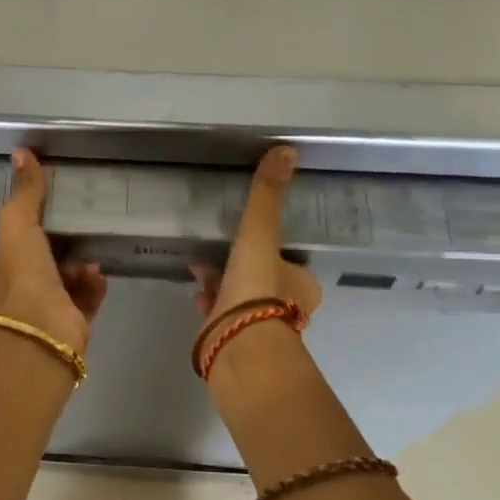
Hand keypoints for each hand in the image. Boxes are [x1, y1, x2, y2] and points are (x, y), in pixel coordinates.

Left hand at [0, 149, 106, 354]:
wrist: (44, 332)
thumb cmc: (23, 277)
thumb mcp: (18, 225)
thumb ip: (23, 192)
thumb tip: (21, 151)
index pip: (10, 245)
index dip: (26, 228)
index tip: (47, 211)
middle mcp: (17, 294)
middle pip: (40, 262)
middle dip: (60, 245)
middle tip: (78, 228)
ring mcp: (45, 312)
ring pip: (65, 280)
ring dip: (79, 264)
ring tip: (91, 255)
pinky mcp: (71, 325)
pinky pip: (85, 299)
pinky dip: (93, 285)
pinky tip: (98, 274)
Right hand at [192, 146, 323, 333]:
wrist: (239, 349)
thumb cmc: (257, 290)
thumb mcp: (260, 234)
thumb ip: (268, 196)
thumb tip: (287, 150)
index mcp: (302, 285)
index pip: (290, 261)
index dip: (272, 248)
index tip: (253, 237)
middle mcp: (286, 308)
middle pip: (264, 278)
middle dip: (244, 265)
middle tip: (222, 248)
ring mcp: (257, 328)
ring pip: (241, 297)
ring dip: (224, 283)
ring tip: (201, 267)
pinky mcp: (232, 342)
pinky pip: (220, 314)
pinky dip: (210, 302)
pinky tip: (197, 294)